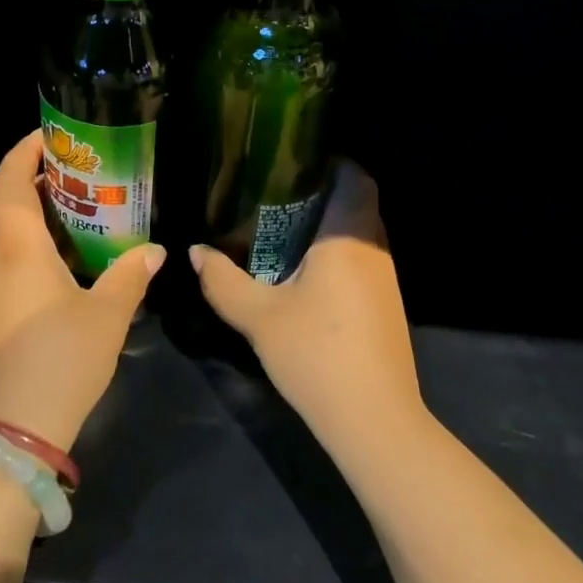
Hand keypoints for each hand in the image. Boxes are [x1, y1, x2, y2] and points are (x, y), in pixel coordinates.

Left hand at [0, 130, 165, 451]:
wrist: (12, 431)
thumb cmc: (60, 359)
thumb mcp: (107, 316)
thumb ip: (130, 277)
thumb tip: (157, 250)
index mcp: (17, 247)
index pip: (8, 181)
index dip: (24, 152)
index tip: (50, 137)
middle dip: (25, 181)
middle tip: (67, 176)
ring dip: (21, 215)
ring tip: (66, 214)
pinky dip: (19, 247)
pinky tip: (54, 264)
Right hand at [191, 161, 422, 453]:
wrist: (375, 422)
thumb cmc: (317, 355)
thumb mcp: (258, 317)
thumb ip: (223, 280)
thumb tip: (195, 251)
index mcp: (348, 238)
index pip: (355, 178)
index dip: (332, 162)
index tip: (293, 160)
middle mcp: (375, 251)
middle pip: (356, 204)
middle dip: (321, 194)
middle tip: (275, 194)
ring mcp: (386, 281)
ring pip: (359, 236)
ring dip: (328, 228)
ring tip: (282, 229)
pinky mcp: (387, 307)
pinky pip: (362, 261)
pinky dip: (336, 255)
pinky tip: (303, 273)